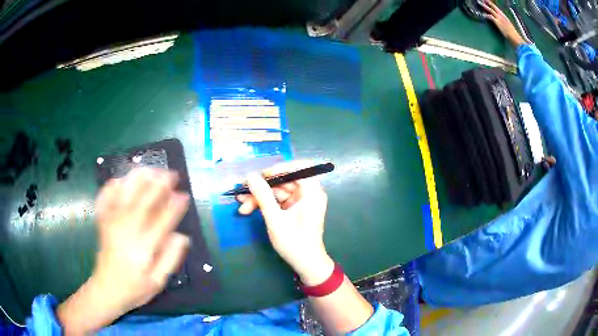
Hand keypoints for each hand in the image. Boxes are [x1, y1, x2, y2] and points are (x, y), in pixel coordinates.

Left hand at [57, 168, 189, 333]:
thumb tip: (182, 237)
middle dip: (159, 184)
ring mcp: (111, 223)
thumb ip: (170, 259)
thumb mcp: (158, 282)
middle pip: (143, 200)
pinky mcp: (103, 221)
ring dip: (138, 179)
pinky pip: (105, 198)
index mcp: (142, 247)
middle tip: (171, 174)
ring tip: (150, 169)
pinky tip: (119, 179)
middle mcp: (126, 230)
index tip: (184, 195)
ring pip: (125, 193)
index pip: (161, 221)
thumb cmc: (135, 288)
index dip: (174, 206)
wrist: (107, 289)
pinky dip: (111, 186)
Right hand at [236, 162, 333, 285]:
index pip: (297, 169)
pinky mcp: (293, 209)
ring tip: (241, 204)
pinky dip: (264, 204)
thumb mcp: (275, 219)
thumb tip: (251, 176)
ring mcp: (300, 201)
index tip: (261, 175)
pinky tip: (248, 208)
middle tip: (242, 191)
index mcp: (312, 192)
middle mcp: (308, 193)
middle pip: (283, 181)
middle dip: (262, 188)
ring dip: (259, 198)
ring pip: (277, 192)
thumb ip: (263, 196)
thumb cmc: (294, 242)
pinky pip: (277, 201)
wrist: (306, 264)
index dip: (278, 169)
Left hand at [481, 0, 527, 46]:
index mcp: (505, 17)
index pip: (498, 9)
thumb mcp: (510, 27)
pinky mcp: (498, 23)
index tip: (488, 2)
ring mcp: (500, 19)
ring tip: (480, 3)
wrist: (515, 38)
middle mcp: (502, 16)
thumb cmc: (514, 35)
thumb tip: (504, 24)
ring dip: (485, 6)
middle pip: (494, 8)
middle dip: (488, 3)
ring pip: (491, 10)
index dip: (492, 5)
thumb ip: (506, 24)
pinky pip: (491, 17)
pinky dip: (486, 15)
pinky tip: (483, 14)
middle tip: (483, 0)